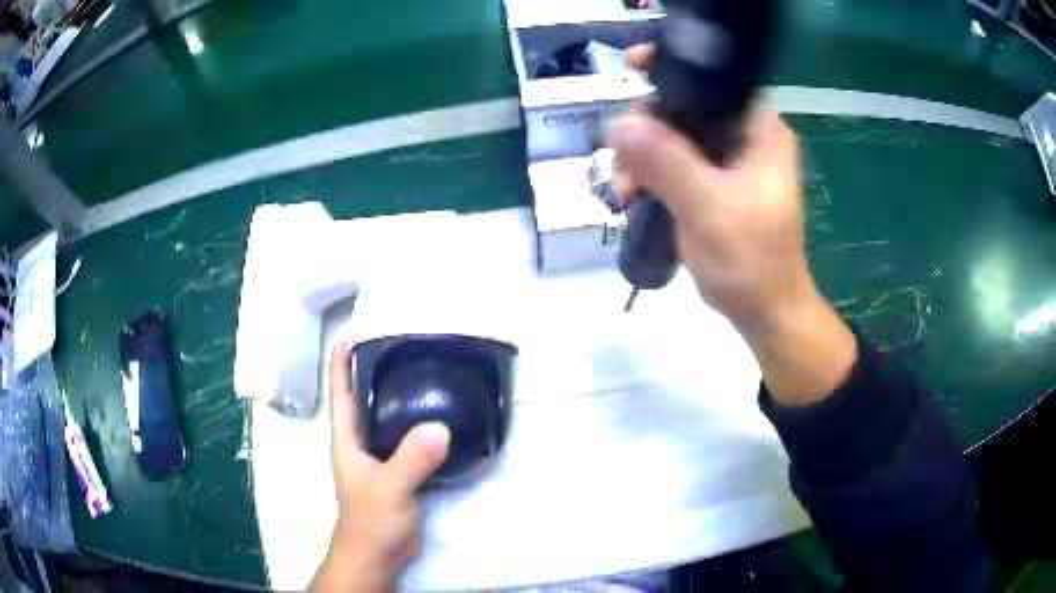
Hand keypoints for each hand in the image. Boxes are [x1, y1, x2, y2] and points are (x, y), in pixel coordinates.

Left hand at [310, 341, 450, 591]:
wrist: (379, 553)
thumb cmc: (371, 518)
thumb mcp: (390, 486)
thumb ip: (411, 459)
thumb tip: (440, 426)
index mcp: (347, 440)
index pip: (341, 395)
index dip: (340, 365)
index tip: (347, 336)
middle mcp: (359, 444)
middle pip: (362, 402)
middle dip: (370, 374)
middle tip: (394, 347)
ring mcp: (378, 460)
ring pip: (385, 421)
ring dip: (396, 399)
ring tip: (418, 375)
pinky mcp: (397, 474)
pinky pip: (405, 441)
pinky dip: (416, 427)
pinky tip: (436, 419)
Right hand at [606, 45, 856, 405]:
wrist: (765, 312)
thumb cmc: (751, 262)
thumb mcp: (709, 209)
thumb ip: (666, 163)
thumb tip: (616, 124)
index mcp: (759, 130)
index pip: (714, 78)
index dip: (672, 67)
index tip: (632, 67)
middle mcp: (746, 137)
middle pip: (687, 107)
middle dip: (647, 127)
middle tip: (622, 157)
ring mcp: (730, 161)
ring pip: (675, 137)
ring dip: (643, 156)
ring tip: (624, 189)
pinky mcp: (716, 184)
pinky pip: (675, 163)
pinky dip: (651, 175)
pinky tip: (633, 196)